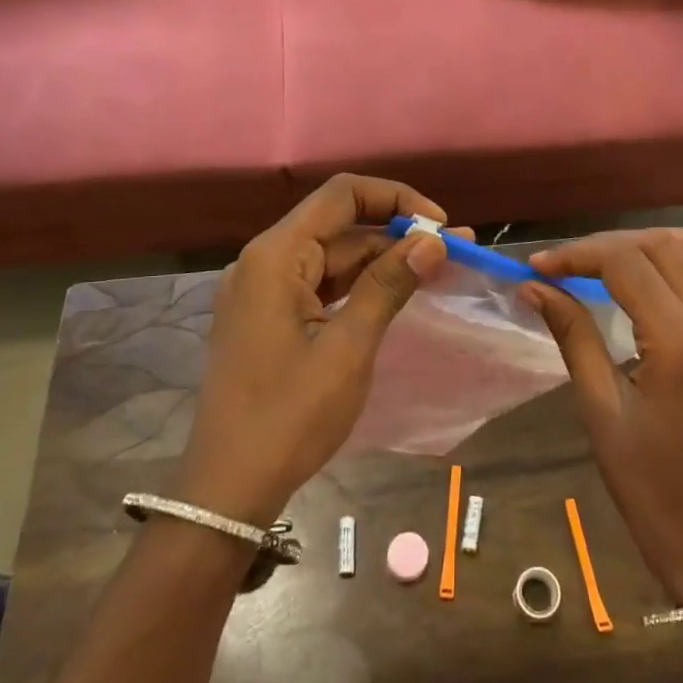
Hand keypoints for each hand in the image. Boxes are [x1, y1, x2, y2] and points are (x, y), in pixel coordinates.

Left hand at [178, 175, 454, 527]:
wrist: (229, 487)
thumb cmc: (289, 416)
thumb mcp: (348, 348)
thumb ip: (389, 285)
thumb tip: (432, 242)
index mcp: (276, 256)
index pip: (342, 195)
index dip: (395, 199)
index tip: (439, 227)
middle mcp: (265, 260)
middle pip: (339, 225)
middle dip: (396, 234)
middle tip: (453, 253)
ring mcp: (264, 289)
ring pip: (333, 256)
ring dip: (382, 260)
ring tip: (436, 271)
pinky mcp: (269, 316)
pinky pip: (321, 284)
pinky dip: (359, 285)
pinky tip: (396, 293)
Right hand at [522, 229, 682, 605]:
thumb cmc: (647, 484)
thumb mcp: (600, 408)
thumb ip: (572, 335)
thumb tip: (534, 287)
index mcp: (681, 343)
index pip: (626, 264)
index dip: (577, 255)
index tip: (538, 268)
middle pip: (661, 247)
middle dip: (606, 246)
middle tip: (564, 267)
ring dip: (652, 244)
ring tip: (609, 261)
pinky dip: (682, 260)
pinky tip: (649, 280)